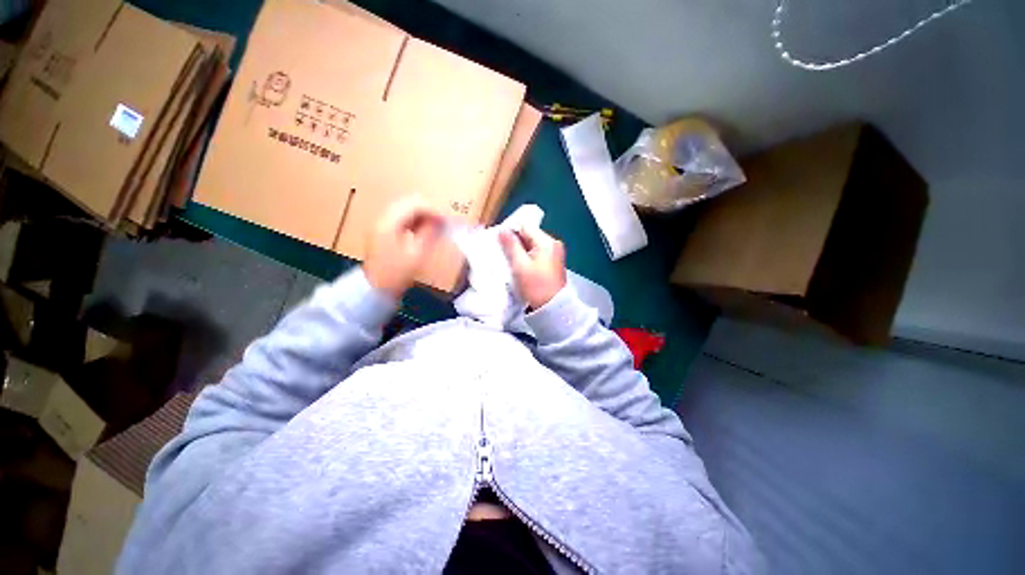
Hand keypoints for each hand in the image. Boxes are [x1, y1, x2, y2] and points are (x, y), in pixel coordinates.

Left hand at [364, 197, 444, 297]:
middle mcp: (383, 218)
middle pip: (408, 202)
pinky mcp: (383, 231)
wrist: (374, 289)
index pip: (415, 204)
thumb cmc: (396, 274)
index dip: (434, 210)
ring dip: (422, 214)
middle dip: (428, 210)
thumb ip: (429, 234)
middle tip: (442, 223)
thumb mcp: (416, 255)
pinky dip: (415, 221)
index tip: (447, 221)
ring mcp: (381, 224)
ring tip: (435, 227)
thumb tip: (441, 221)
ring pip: (405, 208)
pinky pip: (402, 218)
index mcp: (389, 223)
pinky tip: (423, 231)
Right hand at [499, 226, 566, 308]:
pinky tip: (519, 265)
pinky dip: (527, 256)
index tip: (499, 241)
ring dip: (520, 250)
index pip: (525, 226)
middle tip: (502, 251)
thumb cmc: (535, 286)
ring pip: (532, 245)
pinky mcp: (553, 262)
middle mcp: (553, 243)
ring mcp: (554, 253)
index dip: (510, 231)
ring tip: (509, 259)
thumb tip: (502, 229)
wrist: (552, 308)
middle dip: (515, 242)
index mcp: (547, 241)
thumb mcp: (519, 265)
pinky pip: (537, 253)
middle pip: (529, 235)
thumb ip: (511, 245)